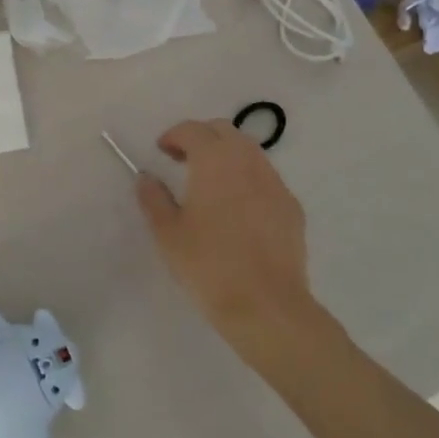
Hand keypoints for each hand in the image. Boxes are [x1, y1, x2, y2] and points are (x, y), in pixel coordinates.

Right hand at [137, 120, 321, 361]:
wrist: (268, 307)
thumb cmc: (209, 265)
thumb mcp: (168, 233)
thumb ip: (153, 198)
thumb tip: (146, 178)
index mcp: (214, 160)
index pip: (193, 130)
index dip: (174, 135)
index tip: (162, 151)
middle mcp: (247, 161)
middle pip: (224, 131)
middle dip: (202, 137)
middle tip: (183, 160)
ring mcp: (275, 183)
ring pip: (249, 152)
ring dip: (226, 156)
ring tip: (210, 184)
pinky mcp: (292, 207)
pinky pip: (266, 179)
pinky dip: (247, 179)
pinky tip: (238, 210)